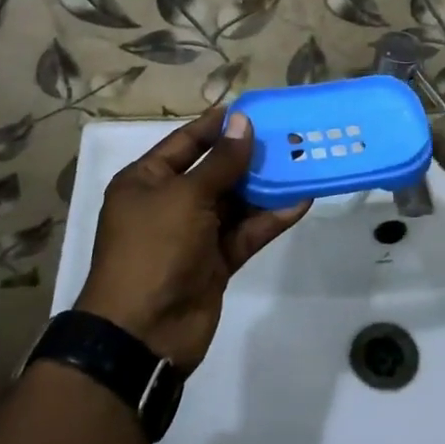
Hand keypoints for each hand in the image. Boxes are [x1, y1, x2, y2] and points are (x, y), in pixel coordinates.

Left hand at [76, 109, 309, 370]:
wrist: (142, 334)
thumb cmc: (154, 249)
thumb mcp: (186, 197)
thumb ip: (221, 161)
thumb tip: (243, 122)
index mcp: (147, 181)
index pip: (186, 142)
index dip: (218, 125)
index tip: (253, 109)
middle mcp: (169, 203)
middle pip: (215, 171)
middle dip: (250, 155)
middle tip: (289, 135)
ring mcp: (194, 234)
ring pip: (235, 202)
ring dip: (266, 186)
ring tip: (302, 162)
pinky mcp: (215, 262)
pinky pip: (245, 232)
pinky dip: (270, 218)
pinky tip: (300, 201)